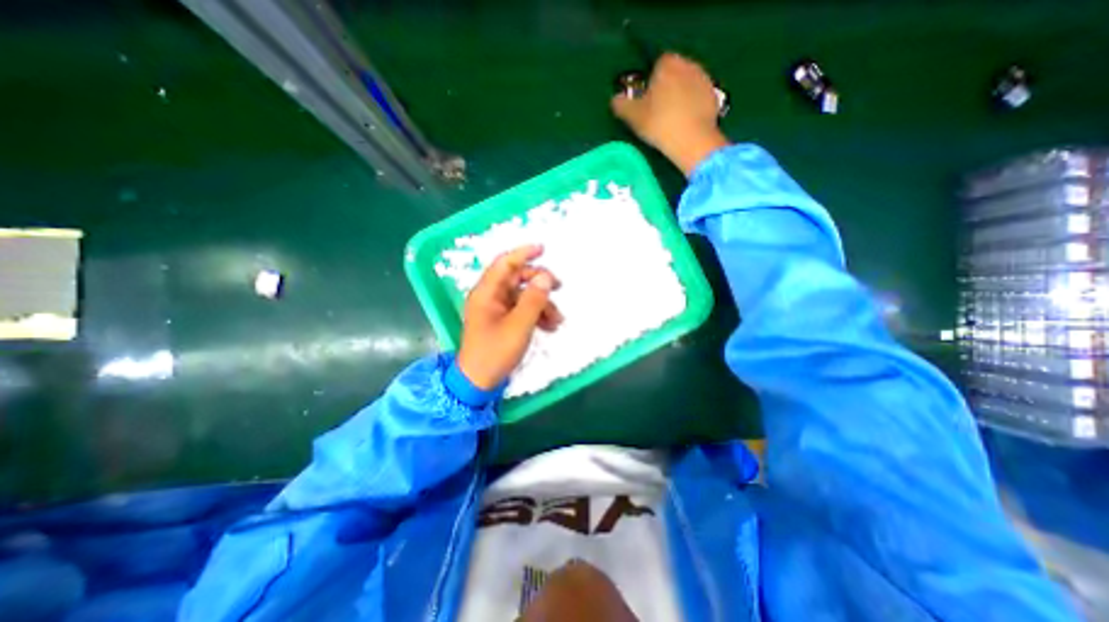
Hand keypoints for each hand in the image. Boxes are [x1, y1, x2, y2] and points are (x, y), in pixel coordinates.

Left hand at [457, 246, 562, 388]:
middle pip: (517, 279)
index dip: (523, 253)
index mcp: (487, 293)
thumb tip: (545, 276)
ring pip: (523, 296)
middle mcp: (490, 297)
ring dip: (542, 304)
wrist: (479, 381)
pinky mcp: (503, 321)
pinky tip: (550, 327)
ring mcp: (497, 310)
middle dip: (539, 283)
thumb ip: (534, 299)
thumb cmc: (495, 352)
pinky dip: (536, 315)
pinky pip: (522, 310)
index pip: (505, 263)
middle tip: (559, 287)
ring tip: (558, 321)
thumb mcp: (519, 325)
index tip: (543, 249)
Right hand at [610, 51, 733, 175]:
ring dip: (680, 95)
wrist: (692, 140)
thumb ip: (621, 105)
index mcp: (667, 64)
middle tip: (657, 110)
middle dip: (666, 86)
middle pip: (674, 72)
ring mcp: (704, 79)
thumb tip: (614, 99)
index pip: (657, 64)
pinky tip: (685, 123)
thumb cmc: (660, 124)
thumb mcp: (634, 117)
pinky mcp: (715, 96)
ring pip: (687, 84)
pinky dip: (692, 105)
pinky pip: (698, 97)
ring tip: (672, 118)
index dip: (650, 81)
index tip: (646, 99)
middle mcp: (688, 64)